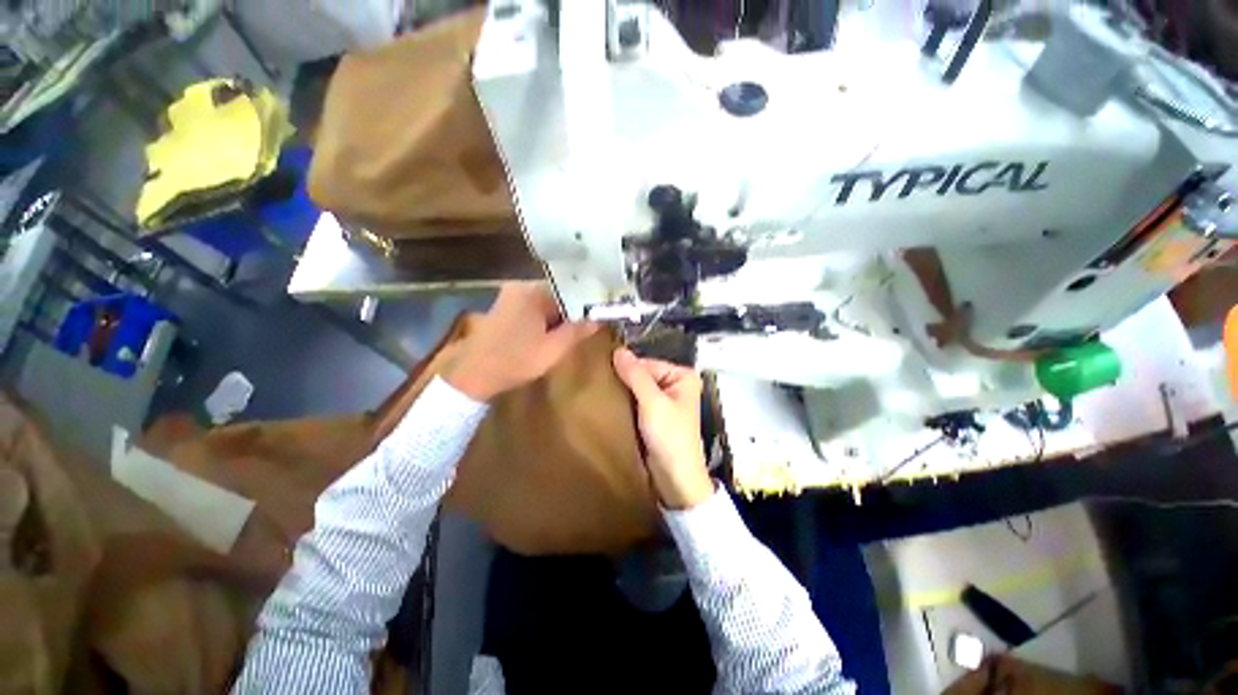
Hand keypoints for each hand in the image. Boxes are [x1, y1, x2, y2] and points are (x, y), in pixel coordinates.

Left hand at [444, 283, 598, 400]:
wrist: (472, 375)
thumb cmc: (515, 361)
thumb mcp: (553, 349)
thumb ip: (578, 331)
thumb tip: (600, 319)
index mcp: (532, 291)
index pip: (570, 289)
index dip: (586, 304)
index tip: (600, 316)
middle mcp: (521, 287)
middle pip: (559, 295)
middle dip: (573, 311)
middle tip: (588, 328)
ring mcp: (511, 296)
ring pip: (547, 302)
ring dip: (560, 316)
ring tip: (574, 332)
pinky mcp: (506, 307)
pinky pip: (535, 307)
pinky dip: (546, 319)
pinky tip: (552, 334)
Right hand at [612, 348, 713, 509]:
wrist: (675, 479)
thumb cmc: (670, 437)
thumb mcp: (652, 402)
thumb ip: (635, 375)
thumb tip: (618, 350)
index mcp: (683, 376)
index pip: (648, 363)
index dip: (627, 368)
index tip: (603, 371)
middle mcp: (676, 384)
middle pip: (643, 374)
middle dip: (624, 379)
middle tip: (599, 381)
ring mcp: (666, 400)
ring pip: (638, 388)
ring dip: (622, 391)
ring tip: (601, 391)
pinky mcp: (655, 415)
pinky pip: (637, 401)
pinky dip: (625, 402)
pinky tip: (610, 403)